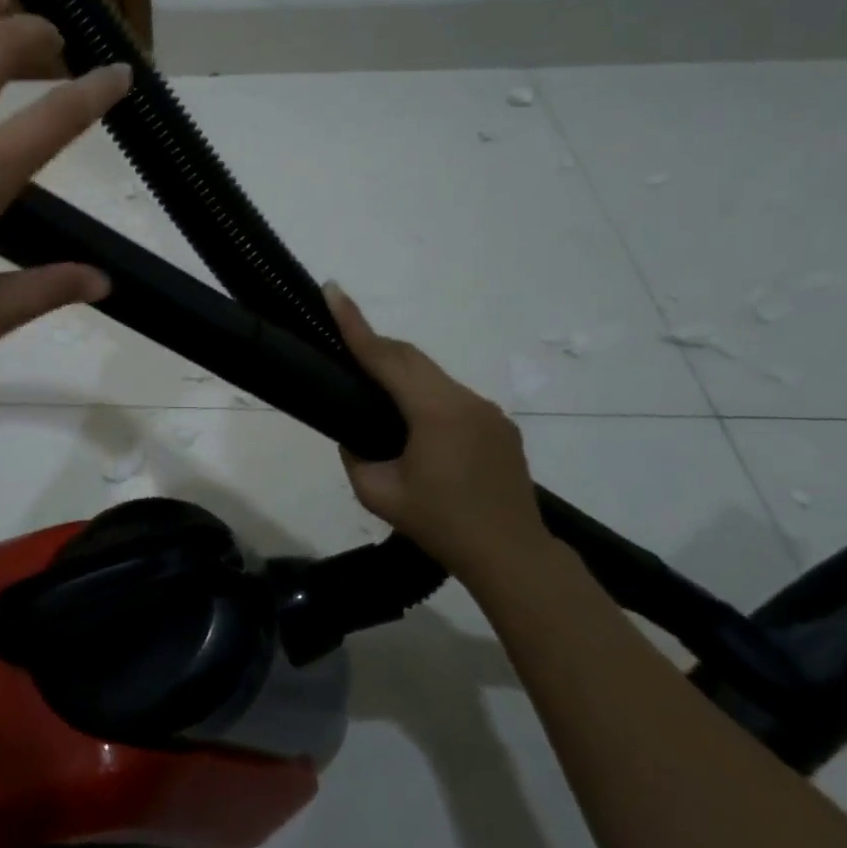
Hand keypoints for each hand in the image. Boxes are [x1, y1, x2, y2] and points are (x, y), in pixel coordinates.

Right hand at [325, 283, 548, 584]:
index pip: (385, 357)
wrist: (513, 557)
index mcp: (434, 412)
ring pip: (432, 376)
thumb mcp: (378, 494)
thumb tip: (354, 435)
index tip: (333, 290)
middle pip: (411, 357)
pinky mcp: (498, 425)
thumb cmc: (440, 525)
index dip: (354, 323)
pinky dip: (423, 395)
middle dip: (374, 342)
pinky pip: (451, 396)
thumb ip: (355, 455)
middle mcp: (464, 400)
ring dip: (400, 372)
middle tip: (342, 336)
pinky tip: (413, 423)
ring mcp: (486, 411)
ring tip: (372, 389)